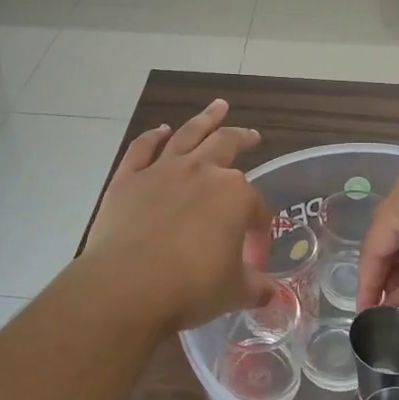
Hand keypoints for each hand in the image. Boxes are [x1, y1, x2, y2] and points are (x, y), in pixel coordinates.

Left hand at [85, 99, 273, 330]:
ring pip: (188, 135)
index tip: (254, 260)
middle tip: (252, 135)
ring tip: (218, 106)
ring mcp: (162, 171)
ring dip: (205, 119)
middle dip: (243, 139)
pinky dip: (152, 137)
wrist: (127, 286)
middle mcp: (201, 172)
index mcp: (234, 194)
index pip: (256, 208)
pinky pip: (142, 149)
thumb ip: (255, 286)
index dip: (259, 233)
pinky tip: (160, 130)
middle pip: (227, 145)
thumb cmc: (190, 287)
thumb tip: (271, 294)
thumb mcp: (233, 291)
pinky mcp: (128, 179)